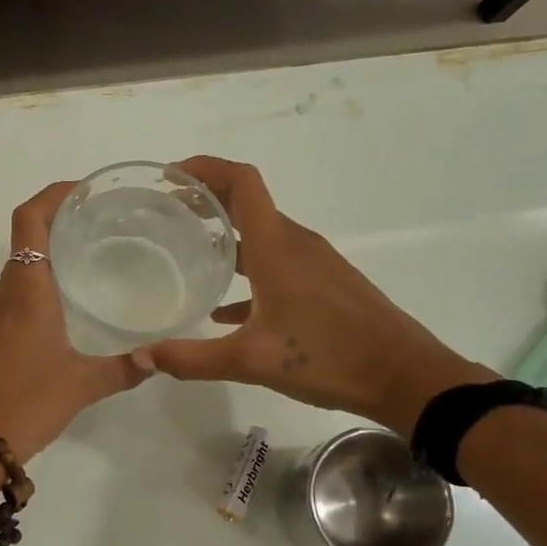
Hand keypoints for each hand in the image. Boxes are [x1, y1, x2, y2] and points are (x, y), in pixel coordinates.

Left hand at [0, 181, 149, 458]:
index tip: (83, 191)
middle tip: (102, 227)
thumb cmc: (25, 402)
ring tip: (90, 264)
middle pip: (26, 240)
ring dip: (48, 258)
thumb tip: (156, 360)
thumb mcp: (82, 385)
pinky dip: (38, 288)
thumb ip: (123, 369)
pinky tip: (65, 312)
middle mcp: (4, 293)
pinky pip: (13, 298)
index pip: (30, 220)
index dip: (53, 194)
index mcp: (27, 289)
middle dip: (59, 224)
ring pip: (19, 271)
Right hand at [133, 156, 489, 431]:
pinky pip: (277, 265)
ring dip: (226, 235)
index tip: (170, 176)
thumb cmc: (329, 357)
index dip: (205, 168)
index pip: (241, 182)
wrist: (405, 377)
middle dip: (206, 200)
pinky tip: (226, 309)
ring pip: (262, 235)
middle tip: (166, 213)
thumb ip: (192, 359)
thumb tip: (142, 357)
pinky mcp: (325, 285)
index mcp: (277, 247)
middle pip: (248, 203)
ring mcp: (314, 263)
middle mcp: (296, 244)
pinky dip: (248, 272)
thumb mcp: (252, 361)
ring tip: (188, 251)